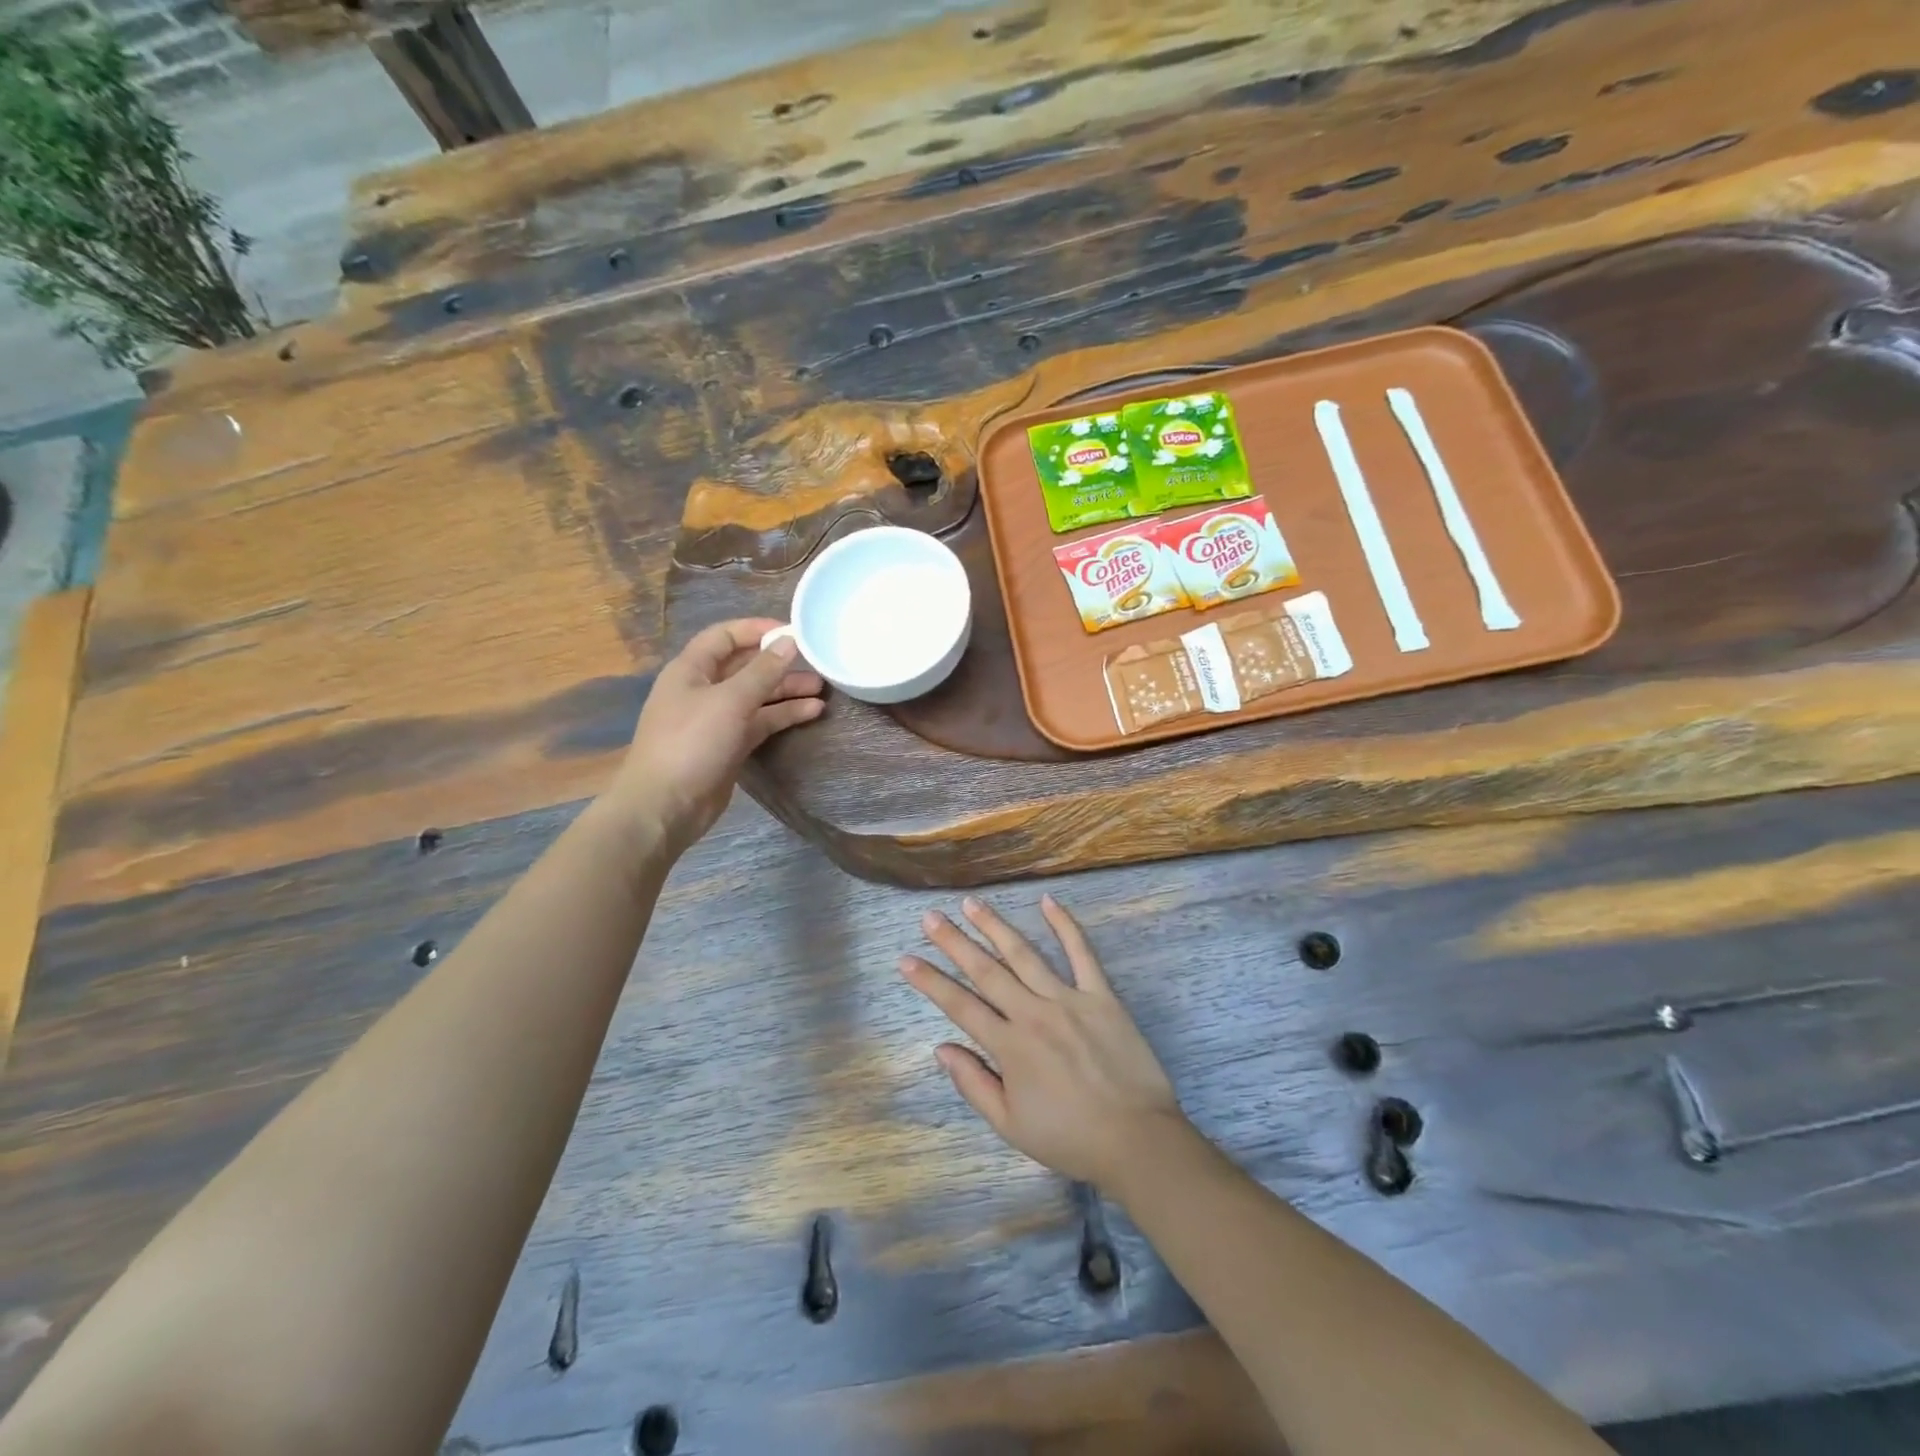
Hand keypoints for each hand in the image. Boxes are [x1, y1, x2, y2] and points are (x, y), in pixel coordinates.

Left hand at [607, 618, 823, 858]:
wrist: (666, 805)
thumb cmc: (692, 743)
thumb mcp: (730, 701)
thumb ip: (763, 671)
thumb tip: (789, 642)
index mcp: (691, 670)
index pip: (724, 636)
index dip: (756, 629)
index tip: (792, 632)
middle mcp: (703, 689)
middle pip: (745, 667)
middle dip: (779, 664)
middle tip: (817, 663)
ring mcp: (716, 719)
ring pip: (757, 696)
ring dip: (787, 691)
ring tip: (823, 690)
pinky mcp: (729, 745)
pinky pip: (760, 722)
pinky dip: (783, 716)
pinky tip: (811, 712)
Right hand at [901, 895, 1185, 1193]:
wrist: (1136, 1140)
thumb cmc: (1069, 1138)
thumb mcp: (1010, 1125)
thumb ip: (973, 1083)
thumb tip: (941, 1048)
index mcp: (1009, 1046)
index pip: (959, 1006)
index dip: (930, 982)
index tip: (906, 960)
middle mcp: (1032, 1013)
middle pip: (986, 971)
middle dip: (954, 942)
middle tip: (930, 916)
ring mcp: (1068, 999)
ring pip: (1024, 954)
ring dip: (995, 926)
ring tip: (972, 903)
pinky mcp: (1101, 995)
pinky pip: (1081, 953)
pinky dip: (1065, 925)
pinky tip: (1048, 901)